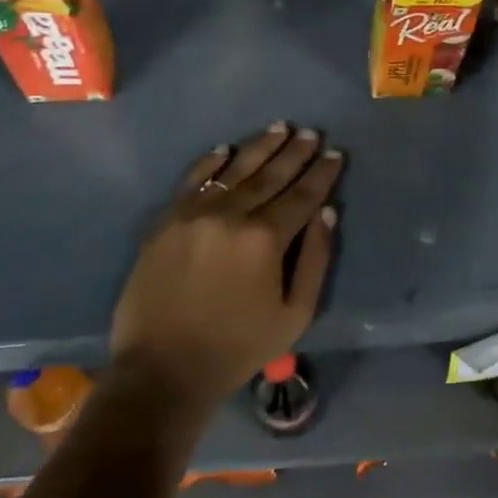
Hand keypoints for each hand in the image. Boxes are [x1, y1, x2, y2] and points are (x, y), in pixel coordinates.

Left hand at [109, 124, 342, 414]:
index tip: (336, 153)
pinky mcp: (167, 220)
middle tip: (311, 132)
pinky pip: (193, 180)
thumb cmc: (236, 347)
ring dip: (260, 147)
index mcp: (266, 238)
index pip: (302, 195)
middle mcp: (232, 215)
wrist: (161, 369)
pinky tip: (226, 149)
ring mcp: (195, 213)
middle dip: (295, 152)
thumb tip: (326, 213)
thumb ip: (315, 260)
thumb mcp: (293, 315)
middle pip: (271, 174)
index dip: (322, 173)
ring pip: (235, 169)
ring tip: (280, 128)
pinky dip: (211, 162)